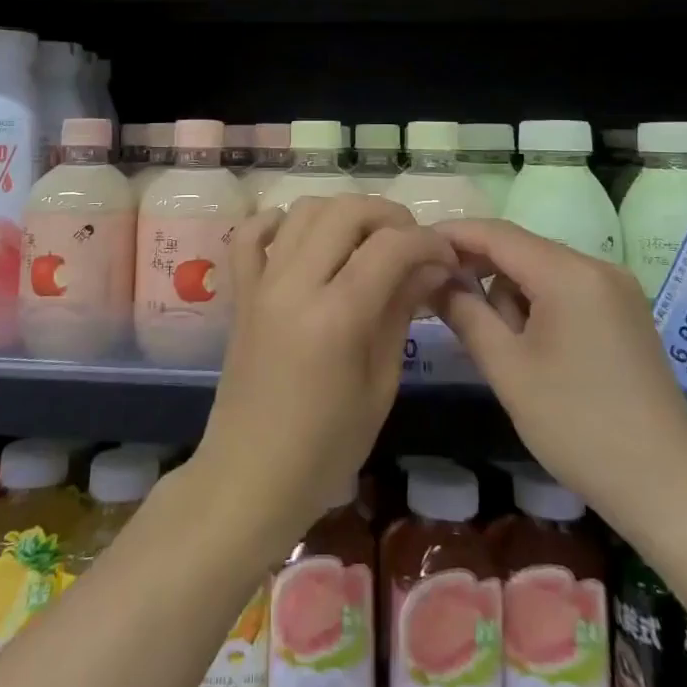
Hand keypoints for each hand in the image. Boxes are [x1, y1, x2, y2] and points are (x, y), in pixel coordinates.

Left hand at [190, 196, 458, 559]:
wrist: (251, 476)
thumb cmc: (327, 447)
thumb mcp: (380, 385)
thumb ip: (401, 312)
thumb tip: (432, 267)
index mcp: (337, 316)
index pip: (390, 247)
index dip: (427, 242)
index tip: (446, 258)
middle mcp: (295, 284)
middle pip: (346, 211)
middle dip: (389, 216)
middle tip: (411, 244)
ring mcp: (261, 283)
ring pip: (303, 210)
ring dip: (342, 213)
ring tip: (366, 241)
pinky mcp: (240, 291)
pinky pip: (248, 235)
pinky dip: (277, 222)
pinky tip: (299, 239)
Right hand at [432, 219, 686, 541]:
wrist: (670, 489)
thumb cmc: (578, 427)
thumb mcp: (508, 369)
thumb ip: (464, 313)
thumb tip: (432, 277)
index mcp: (569, 273)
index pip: (496, 234)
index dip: (452, 236)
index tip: (412, 249)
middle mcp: (597, 267)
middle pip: (521, 250)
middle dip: (480, 271)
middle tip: (443, 304)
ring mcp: (618, 290)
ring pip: (543, 271)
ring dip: (511, 295)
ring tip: (503, 349)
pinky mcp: (626, 314)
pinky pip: (567, 291)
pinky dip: (538, 306)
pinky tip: (533, 350)